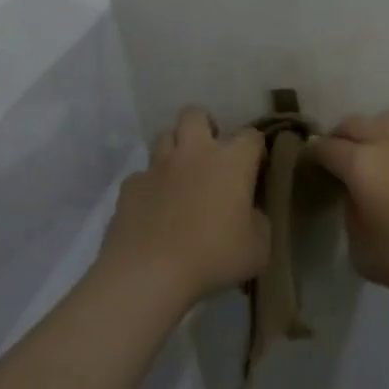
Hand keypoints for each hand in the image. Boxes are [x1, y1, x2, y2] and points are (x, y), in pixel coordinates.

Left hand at [100, 107, 269, 307]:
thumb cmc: (213, 257)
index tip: (256, 168)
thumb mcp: (258, 247)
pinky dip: (151, 185)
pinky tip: (154, 209)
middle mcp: (194, 153)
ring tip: (181, 177)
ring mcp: (157, 167)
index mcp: (232, 161)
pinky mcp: (129, 187)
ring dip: (175, 150)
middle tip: (211, 155)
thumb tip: (249, 213)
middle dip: (205, 126)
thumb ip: (258, 221)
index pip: (251, 135)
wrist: (148, 274)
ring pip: (164, 137)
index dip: (255, 149)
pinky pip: (142, 175)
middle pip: (196, 114)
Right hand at [307, 111, 388, 297]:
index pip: (326, 148)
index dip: (314, 155)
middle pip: (354, 123)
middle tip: (341, 157)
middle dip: (342, 137)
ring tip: (379, 153)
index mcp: (361, 163)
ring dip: (376, 132)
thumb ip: (351, 218)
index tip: (313, 166)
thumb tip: (358, 199)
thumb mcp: (363, 252)